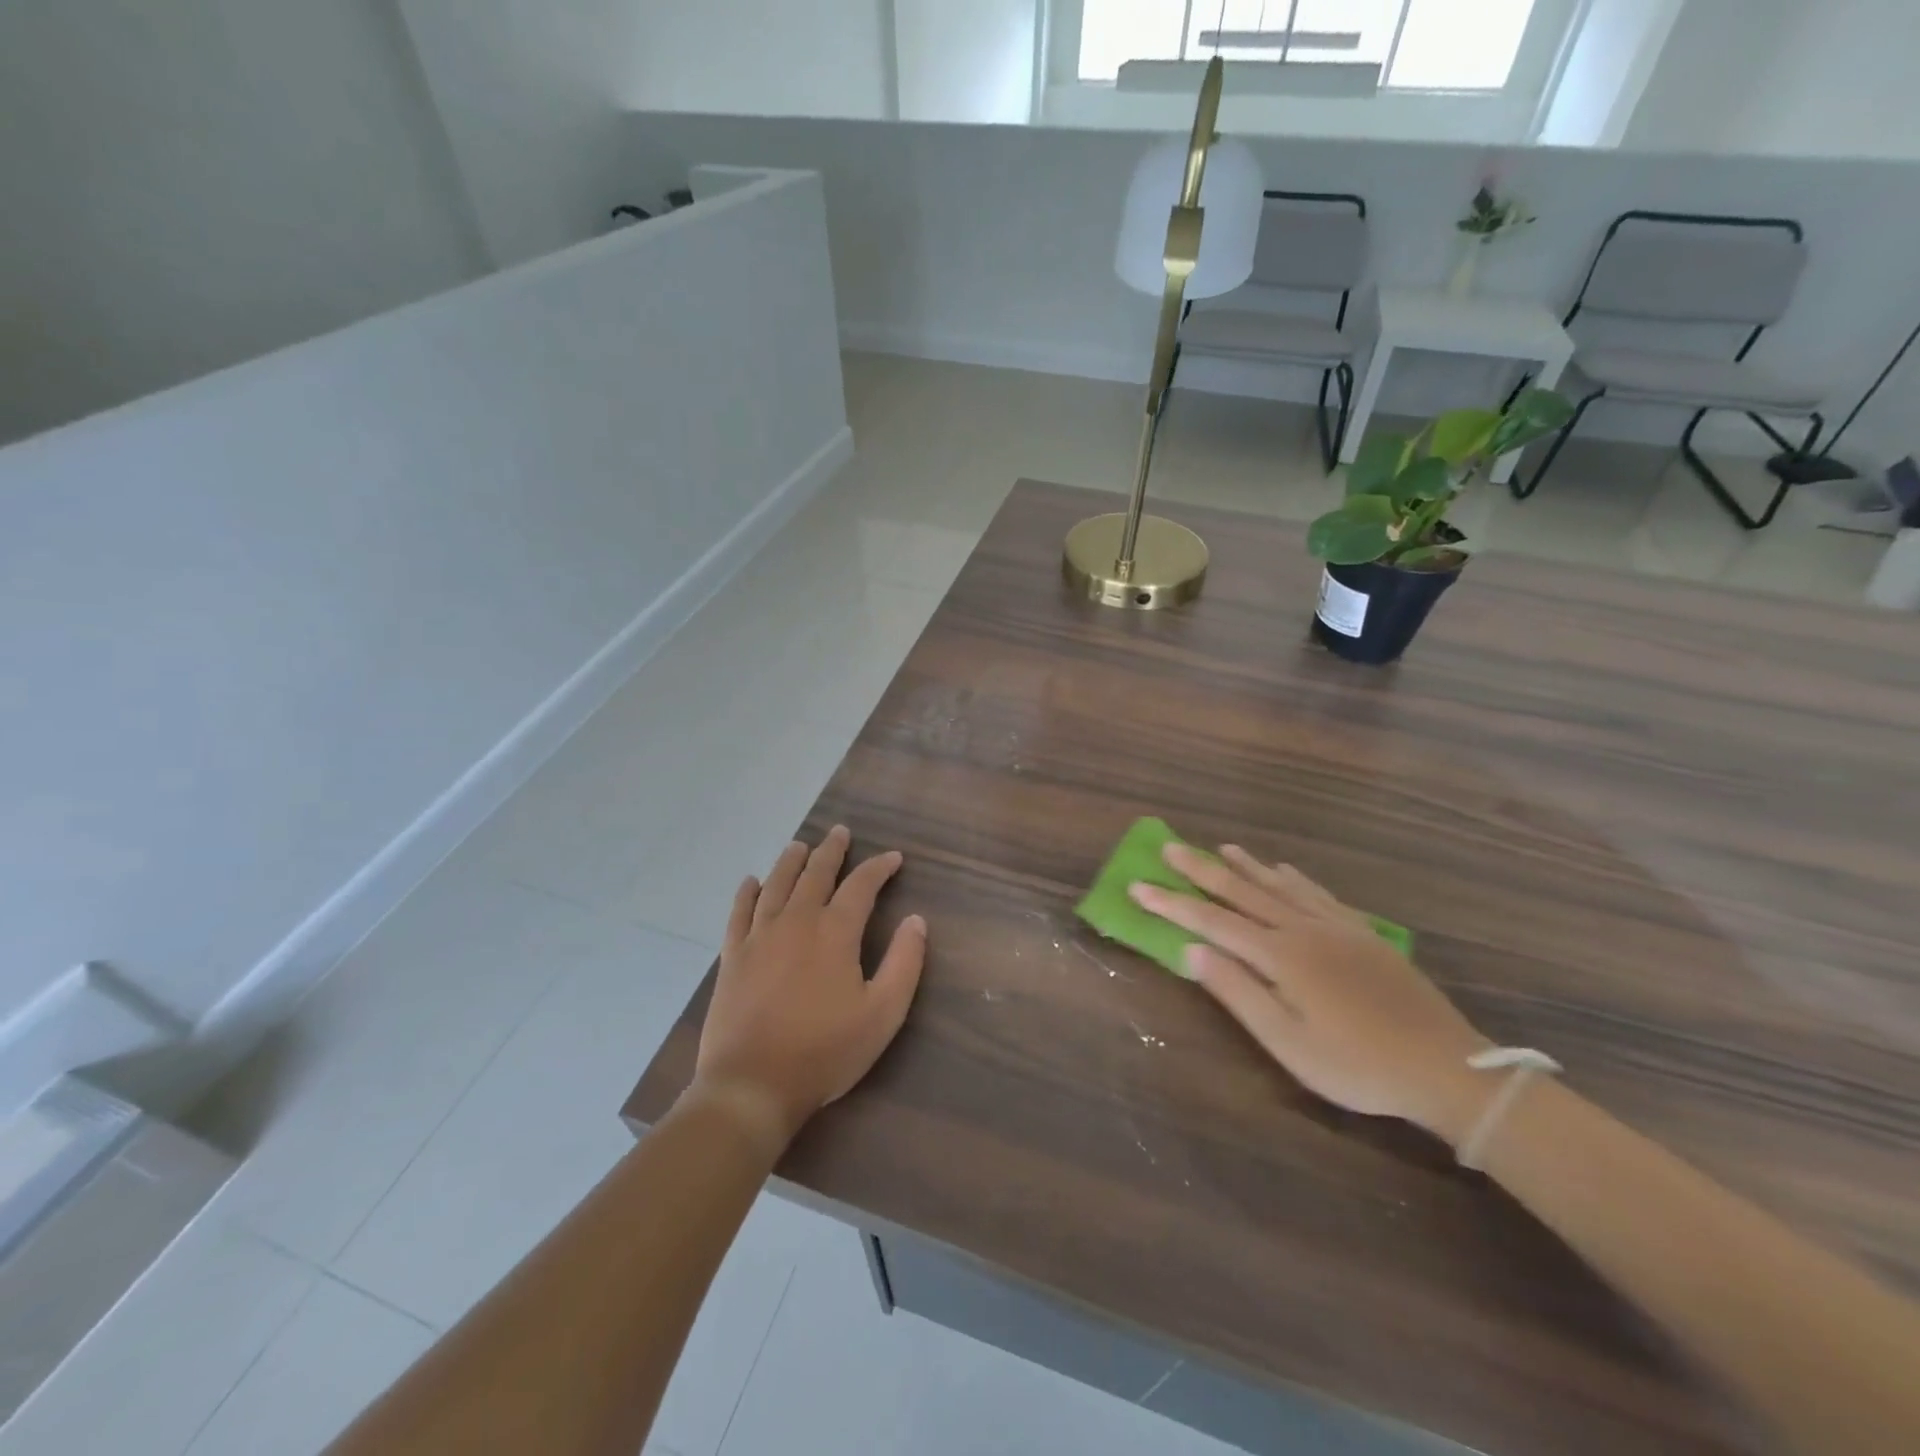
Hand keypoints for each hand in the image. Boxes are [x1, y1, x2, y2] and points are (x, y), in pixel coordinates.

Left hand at [691, 826, 925, 1150]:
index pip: (861, 885)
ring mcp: (759, 937)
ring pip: (777, 885)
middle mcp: (796, 922)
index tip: (893, 857)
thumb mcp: (883, 1014)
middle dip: (832, 851)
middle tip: (840, 832)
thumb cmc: (825, 1052)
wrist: (752, 1085)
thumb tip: (916, 920)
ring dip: (791, 861)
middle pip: (816, 874)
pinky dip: (747, 893)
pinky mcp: (733, 957)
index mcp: (835, 932)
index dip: (879, 867)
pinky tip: (752, 881)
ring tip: (800, 845)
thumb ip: (904, 963)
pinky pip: (739, 912)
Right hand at [1133, 844, 1490, 1141]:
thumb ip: (1237, 992)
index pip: (1211, 922)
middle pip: (1242, 892)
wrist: (1446, 1067)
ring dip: (1245, 866)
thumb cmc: (1357, 1065)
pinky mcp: (1363, 933)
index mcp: (1280, 955)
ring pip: (1279, 886)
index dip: (1171, 904)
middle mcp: (1303, 928)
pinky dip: (1293, 877)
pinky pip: (1318, 893)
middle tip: (1170, 847)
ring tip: (1221, 848)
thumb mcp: (1288, 1043)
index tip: (1138, 886)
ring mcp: (1336, 927)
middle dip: (1202, 870)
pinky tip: (1285, 869)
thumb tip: (1191, 951)